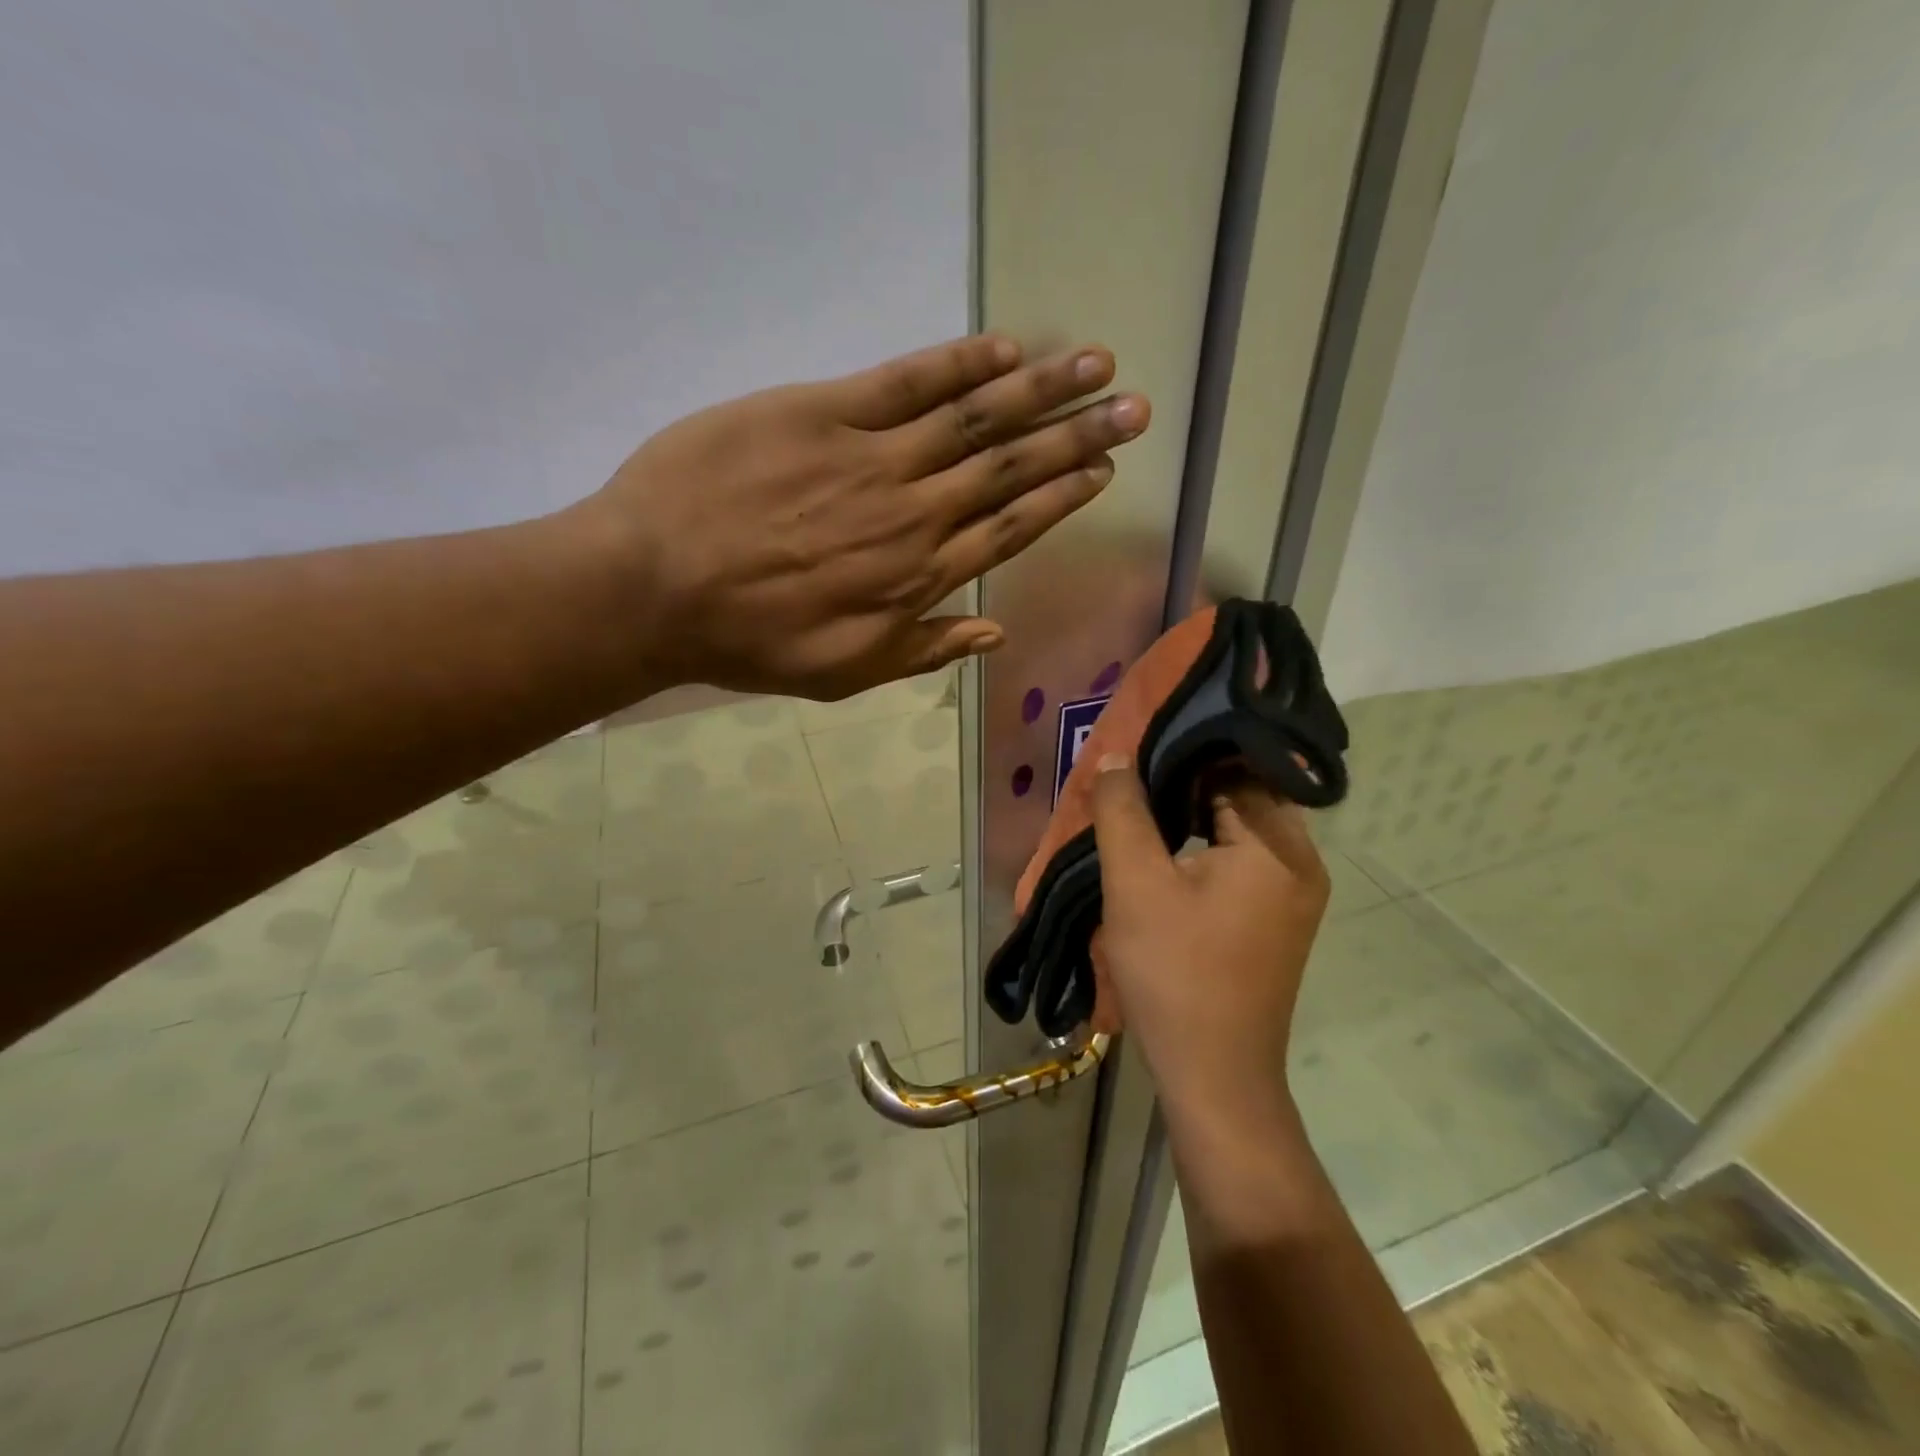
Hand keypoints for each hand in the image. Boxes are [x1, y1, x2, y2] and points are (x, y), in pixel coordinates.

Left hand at [573, 334, 1149, 699]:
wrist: (654, 589)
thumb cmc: (749, 641)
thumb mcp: (843, 673)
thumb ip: (922, 650)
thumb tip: (994, 632)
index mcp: (917, 579)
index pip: (1009, 529)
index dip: (1061, 498)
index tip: (1104, 472)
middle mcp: (913, 515)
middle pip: (1009, 469)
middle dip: (1078, 436)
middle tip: (1134, 407)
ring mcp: (872, 459)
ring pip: (974, 420)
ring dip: (1041, 390)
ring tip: (1096, 364)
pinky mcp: (824, 413)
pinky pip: (906, 382)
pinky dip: (960, 364)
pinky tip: (1006, 348)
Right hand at [1089, 755, 1328, 1128]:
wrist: (1213, 1076)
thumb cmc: (1175, 973)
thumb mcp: (1135, 884)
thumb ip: (1123, 811)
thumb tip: (1116, 756)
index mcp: (1278, 846)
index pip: (1235, 767)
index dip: (1184, 752)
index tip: (1141, 745)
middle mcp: (1301, 862)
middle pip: (1241, 796)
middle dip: (1185, 784)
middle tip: (1132, 776)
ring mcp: (1294, 895)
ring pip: (1238, 829)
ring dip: (1191, 817)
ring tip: (1140, 808)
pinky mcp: (1278, 920)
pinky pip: (1242, 862)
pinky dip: (1204, 848)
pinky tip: (1164, 853)